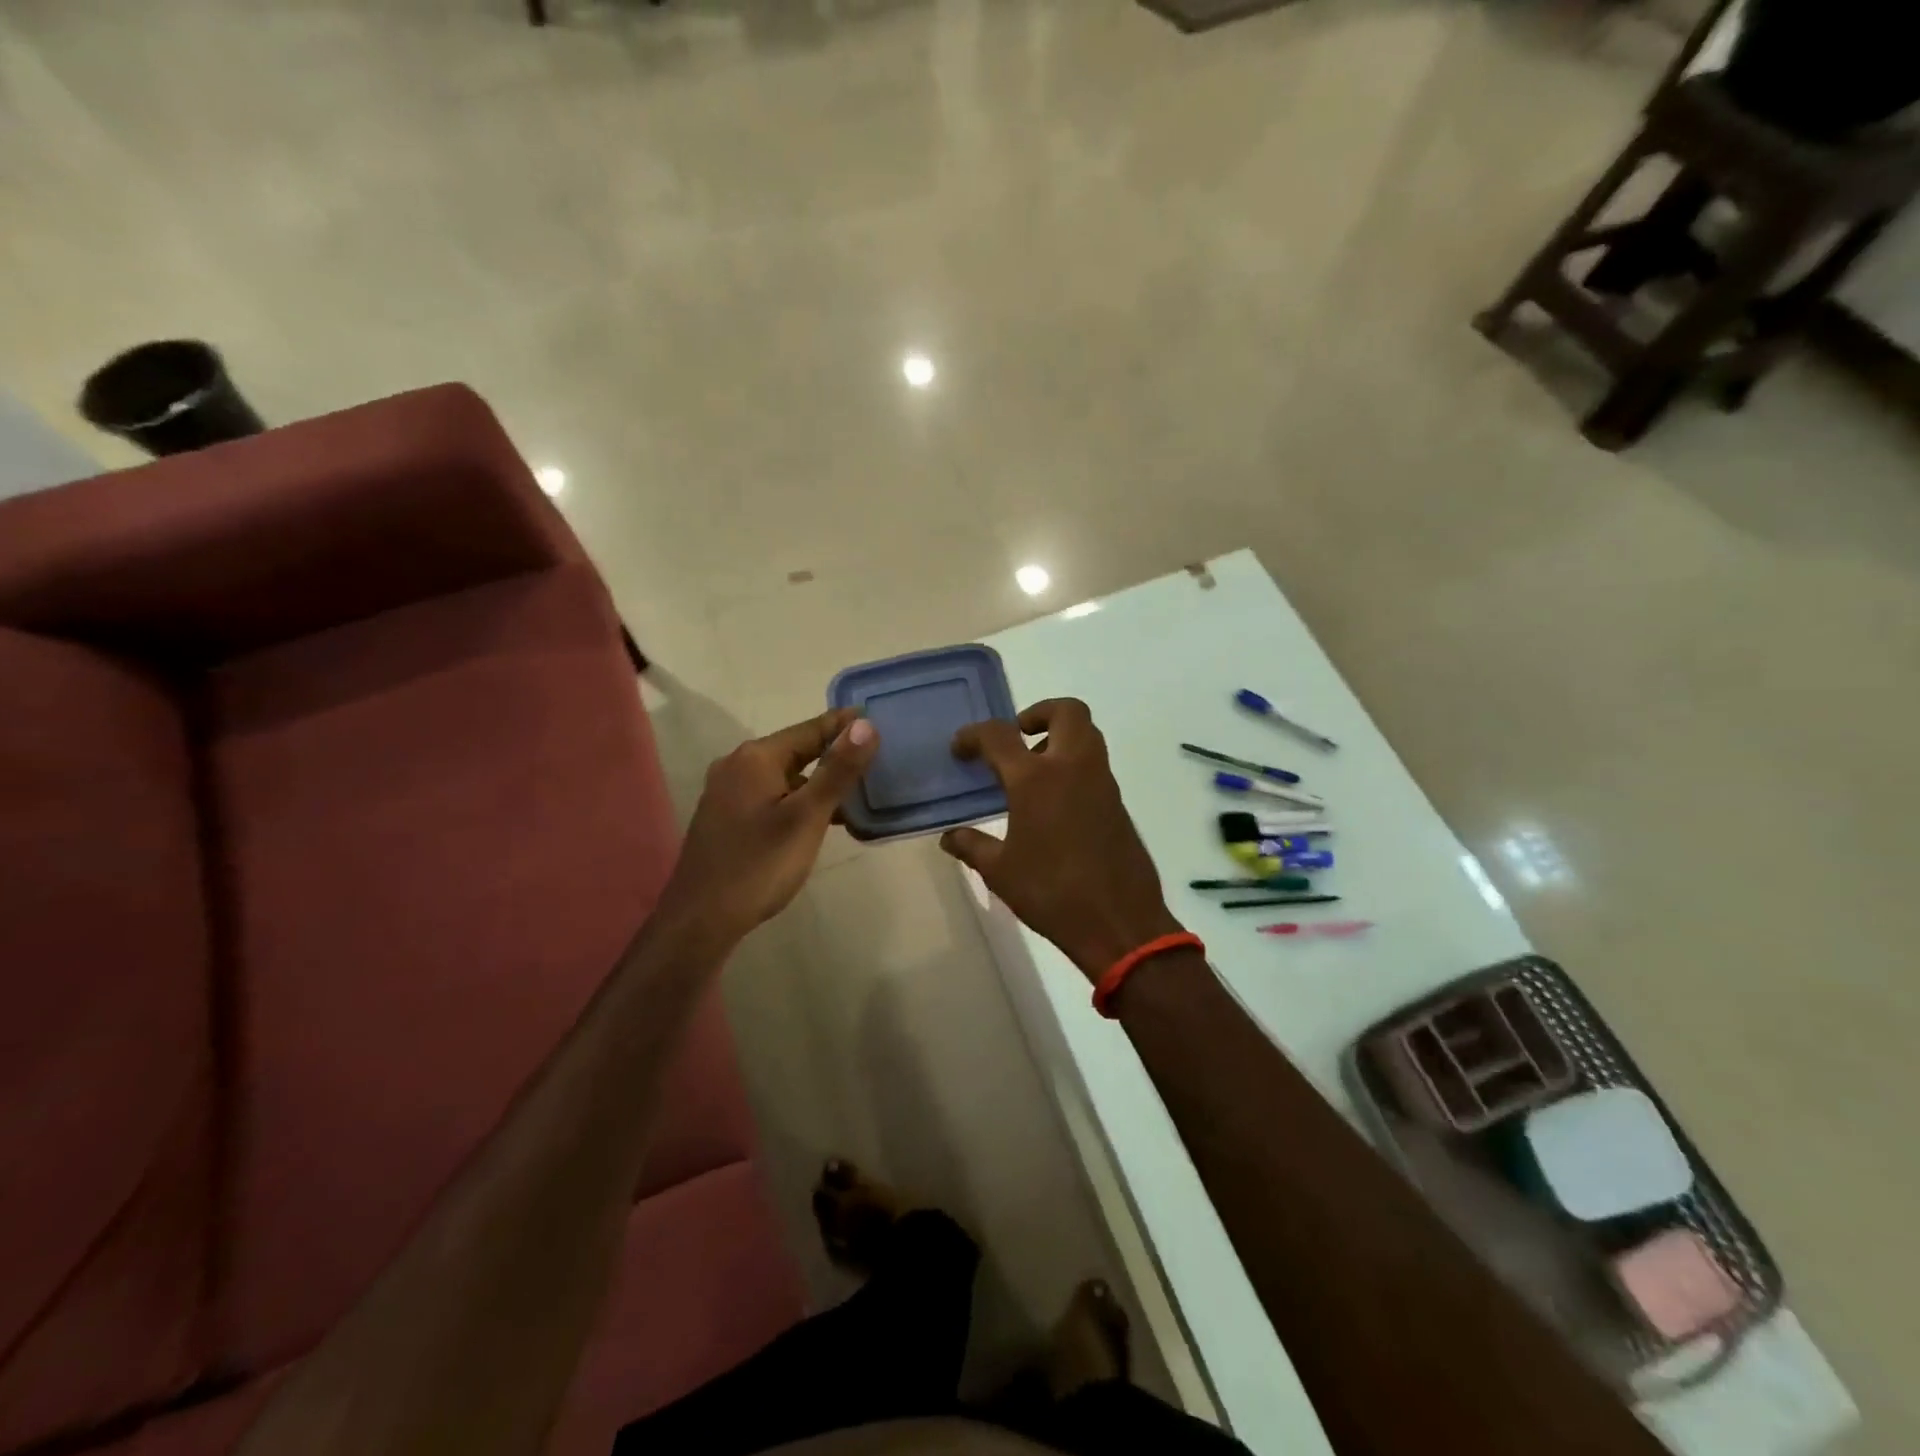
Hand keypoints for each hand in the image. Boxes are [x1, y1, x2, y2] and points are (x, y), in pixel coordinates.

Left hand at [657, 708, 878, 946]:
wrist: (701, 920)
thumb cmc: (759, 865)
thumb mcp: (807, 817)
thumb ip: (838, 770)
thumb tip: (866, 725)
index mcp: (756, 757)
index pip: (810, 728)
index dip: (845, 724)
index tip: (878, 718)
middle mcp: (737, 765)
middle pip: (797, 749)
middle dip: (834, 752)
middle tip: (876, 756)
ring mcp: (727, 791)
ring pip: (784, 775)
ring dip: (818, 780)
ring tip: (857, 790)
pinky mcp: (726, 816)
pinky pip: (771, 795)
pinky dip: (799, 799)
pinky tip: (821, 819)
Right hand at [939, 699, 1182, 979]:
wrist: (1119, 922)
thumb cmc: (1052, 893)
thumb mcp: (1000, 872)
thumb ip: (972, 846)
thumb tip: (950, 837)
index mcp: (1035, 779)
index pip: (999, 735)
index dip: (974, 735)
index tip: (961, 749)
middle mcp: (1073, 767)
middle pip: (1067, 711)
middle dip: (1039, 713)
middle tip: (1018, 737)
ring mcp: (1102, 782)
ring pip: (1087, 734)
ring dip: (1060, 737)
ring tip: (1032, 772)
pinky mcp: (1118, 802)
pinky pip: (1095, 765)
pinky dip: (1074, 765)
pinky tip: (1054, 804)